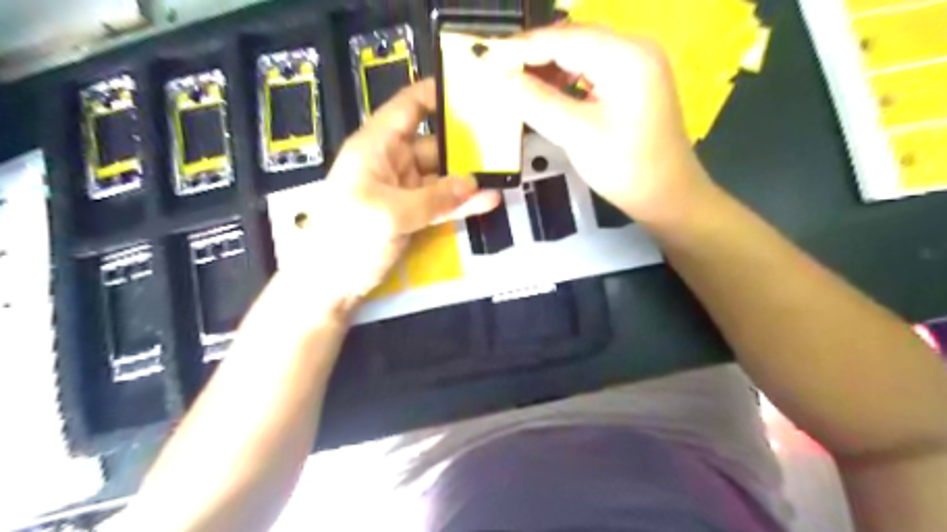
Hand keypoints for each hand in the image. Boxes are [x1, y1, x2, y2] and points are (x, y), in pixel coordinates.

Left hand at [284, 79, 497, 311]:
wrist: (329, 284)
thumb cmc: (347, 238)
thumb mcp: (390, 213)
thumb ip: (434, 197)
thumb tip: (472, 184)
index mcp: (375, 147)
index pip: (407, 108)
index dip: (435, 96)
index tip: (470, 94)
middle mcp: (391, 163)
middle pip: (433, 144)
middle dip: (464, 144)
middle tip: (501, 143)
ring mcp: (403, 191)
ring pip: (442, 177)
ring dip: (468, 178)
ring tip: (502, 173)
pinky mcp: (411, 215)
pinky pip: (441, 203)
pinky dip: (461, 203)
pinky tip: (487, 201)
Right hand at [498, 24, 713, 224]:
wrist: (667, 196)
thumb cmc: (626, 167)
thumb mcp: (577, 134)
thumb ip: (537, 101)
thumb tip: (502, 78)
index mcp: (626, 56)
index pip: (563, 38)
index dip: (522, 47)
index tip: (486, 57)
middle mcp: (634, 49)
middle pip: (573, 40)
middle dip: (534, 55)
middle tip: (498, 72)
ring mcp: (637, 65)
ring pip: (581, 54)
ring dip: (548, 68)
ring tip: (518, 85)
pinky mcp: (634, 83)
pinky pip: (592, 71)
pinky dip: (566, 79)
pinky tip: (548, 93)